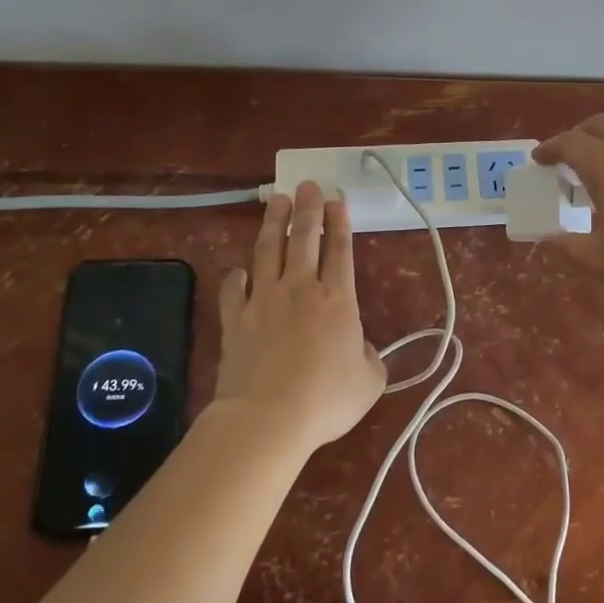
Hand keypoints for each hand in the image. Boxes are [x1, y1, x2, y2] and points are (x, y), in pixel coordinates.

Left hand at [210, 183, 386, 449]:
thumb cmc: (326, 398)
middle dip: (307, 208)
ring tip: (276, 201)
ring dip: (274, 223)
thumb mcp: (369, 381)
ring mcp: (263, 300)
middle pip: (304, 238)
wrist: (268, 417)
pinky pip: (233, 290)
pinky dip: (236, 277)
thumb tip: (359, 347)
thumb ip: (369, 357)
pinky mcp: (235, 319)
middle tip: (307, 185)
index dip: (340, 222)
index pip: (340, 250)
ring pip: (268, 250)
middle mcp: (300, 289)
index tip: (337, 199)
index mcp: (338, 299)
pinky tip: (238, 270)